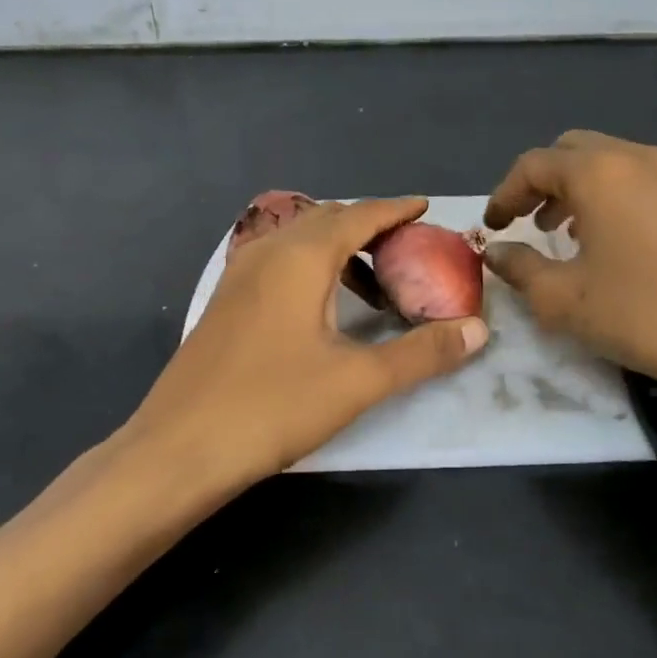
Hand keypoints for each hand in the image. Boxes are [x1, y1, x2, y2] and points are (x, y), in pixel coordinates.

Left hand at [124, 197, 488, 493]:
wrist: (178, 449)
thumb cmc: (273, 406)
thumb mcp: (359, 381)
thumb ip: (422, 353)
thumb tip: (478, 330)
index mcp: (302, 257)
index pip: (359, 215)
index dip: (396, 210)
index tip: (425, 208)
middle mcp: (267, 252)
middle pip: (327, 220)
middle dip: (369, 227)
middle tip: (408, 250)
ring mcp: (239, 276)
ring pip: (299, 242)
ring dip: (339, 250)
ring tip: (374, 283)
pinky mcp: (225, 303)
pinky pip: (278, 264)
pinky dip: (312, 268)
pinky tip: (323, 307)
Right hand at [483, 131, 656, 458]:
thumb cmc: (638, 315)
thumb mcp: (561, 298)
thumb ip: (519, 267)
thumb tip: (497, 252)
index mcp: (599, 173)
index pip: (534, 164)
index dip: (504, 194)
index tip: (493, 227)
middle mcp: (636, 158)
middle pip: (571, 151)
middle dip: (540, 182)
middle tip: (524, 222)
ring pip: (607, 162)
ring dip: (574, 188)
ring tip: (559, 232)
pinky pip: (636, 179)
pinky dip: (608, 196)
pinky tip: (604, 240)